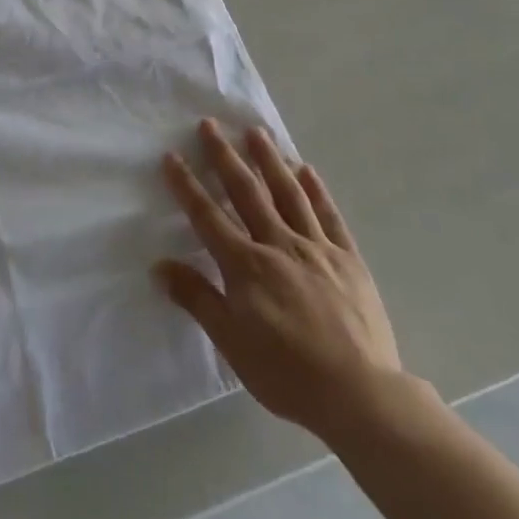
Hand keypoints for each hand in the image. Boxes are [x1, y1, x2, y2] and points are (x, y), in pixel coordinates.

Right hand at [156, 118, 403, 442]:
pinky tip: (306, 169)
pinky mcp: (347, 257)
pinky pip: (328, 215)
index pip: (208, 217)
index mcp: (246, 266)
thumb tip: (159, 266)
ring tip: (256, 132)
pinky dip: (316, 190)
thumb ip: (197, 299)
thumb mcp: (232, 343)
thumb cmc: (287, 373)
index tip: (172, 155)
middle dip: (225, 157)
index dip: (187, 185)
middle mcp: (278, 244)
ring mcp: (316, 247)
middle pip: (246, 192)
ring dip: (270, 160)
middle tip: (211, 125)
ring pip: (288, 193)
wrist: (359, 394)